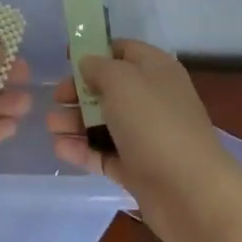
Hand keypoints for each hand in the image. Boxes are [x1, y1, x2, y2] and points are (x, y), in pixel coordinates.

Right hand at [47, 40, 241, 241]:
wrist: (190, 191)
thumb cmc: (154, 123)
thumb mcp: (121, 80)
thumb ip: (99, 67)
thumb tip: (88, 65)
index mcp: (155, 70)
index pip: (122, 50)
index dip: (94, 51)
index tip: (66, 59)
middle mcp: (151, 99)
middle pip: (108, 88)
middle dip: (79, 91)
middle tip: (56, 98)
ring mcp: (145, 136)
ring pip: (104, 122)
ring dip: (75, 122)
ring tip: (52, 126)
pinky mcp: (136, 168)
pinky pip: (104, 153)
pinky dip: (82, 150)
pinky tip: (60, 149)